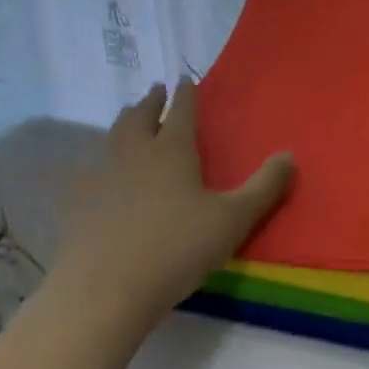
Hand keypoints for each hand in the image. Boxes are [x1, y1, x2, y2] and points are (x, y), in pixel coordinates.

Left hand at [56, 79, 294, 323]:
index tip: (185, 79)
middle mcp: (135, 152)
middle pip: (141, 116)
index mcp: (172, 150)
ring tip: (128, 118)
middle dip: (150, 101)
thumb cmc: (176, 249)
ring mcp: (102, 176)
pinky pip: (87, 171)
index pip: (181, 110)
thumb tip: (289, 155)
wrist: (104, 290)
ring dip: (124, 123)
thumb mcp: (232, 221)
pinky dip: (96, 163)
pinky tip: (94, 173)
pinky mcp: (78, 203)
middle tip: (156, 90)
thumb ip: (263, 188)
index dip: (185, 93)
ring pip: (113, 137)